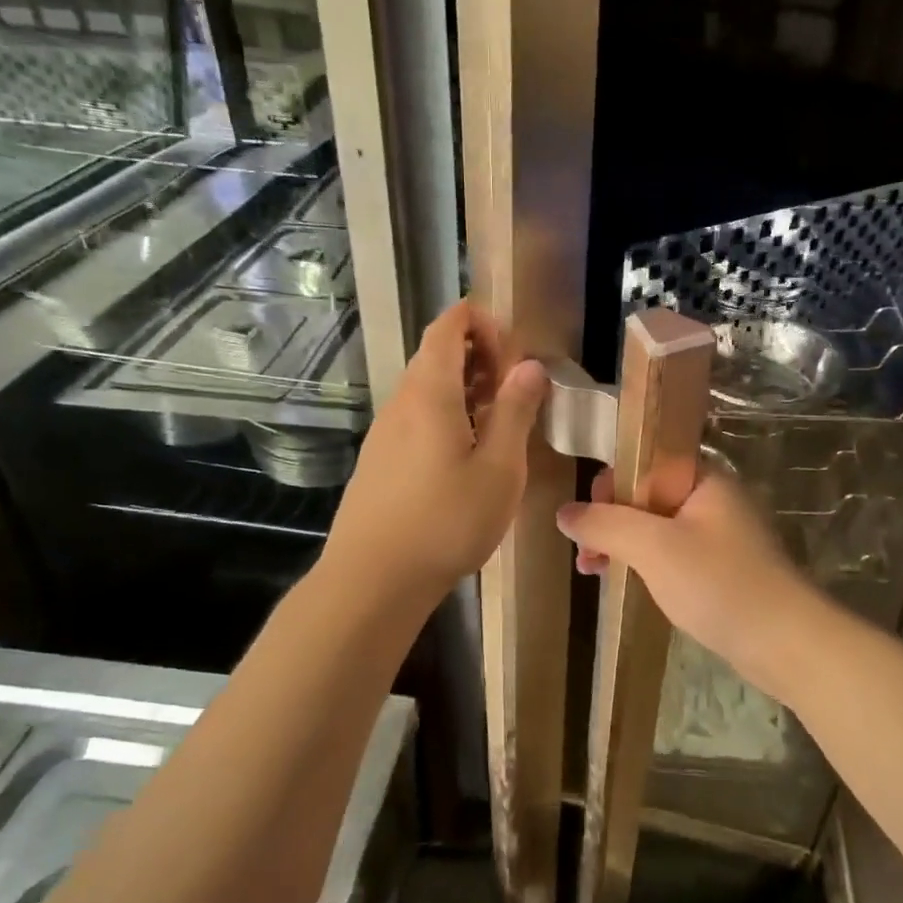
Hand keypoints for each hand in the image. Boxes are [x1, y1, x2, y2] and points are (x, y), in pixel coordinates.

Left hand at [327, 301, 545, 596]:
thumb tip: (529, 366)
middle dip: (479, 357)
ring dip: (465, 389)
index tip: (514, 350)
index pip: (448, 326)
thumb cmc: (446, 521)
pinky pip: (417, 417)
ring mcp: (385, 432)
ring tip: (500, 424)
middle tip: (516, 390)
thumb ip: (515, 412)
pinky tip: (468, 455)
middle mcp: (401, 402)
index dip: (481, 321)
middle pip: (436, 354)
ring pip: (427, 388)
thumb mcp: (499, 468)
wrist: (373, 580)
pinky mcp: (380, 460)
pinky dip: (447, 415)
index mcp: (430, 392)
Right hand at [555, 469, 823, 701]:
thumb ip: (606, 524)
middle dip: (611, 519)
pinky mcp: (720, 568)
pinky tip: (624, 582)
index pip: (646, 460)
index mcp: (703, 478)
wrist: (785, 642)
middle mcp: (712, 499)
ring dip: (623, 544)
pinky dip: (645, 563)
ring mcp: (718, 535)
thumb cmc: (718, 583)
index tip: (588, 516)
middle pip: (648, 494)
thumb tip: (564, 512)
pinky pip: (671, 554)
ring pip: (657, 527)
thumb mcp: (653, 547)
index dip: (611, 483)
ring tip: (593, 571)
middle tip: (586, 554)